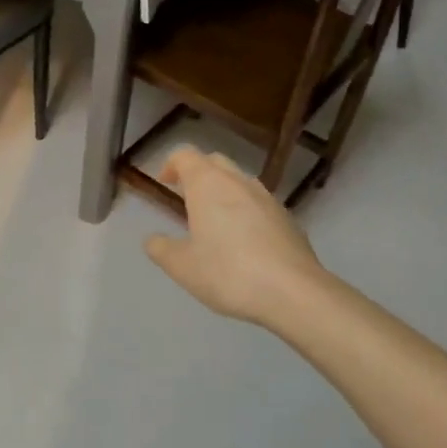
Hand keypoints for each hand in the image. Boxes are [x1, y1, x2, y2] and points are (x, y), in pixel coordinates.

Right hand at [144, 148, 329, 326]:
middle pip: (214, 161)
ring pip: (239, 180)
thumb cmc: (228, 273)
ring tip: (214, 220)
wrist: (293, 292)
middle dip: (197, 173)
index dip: (170, 164)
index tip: (164, 184)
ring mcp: (266, 197)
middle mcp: (237, 181)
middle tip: (186, 198)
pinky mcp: (287, 217)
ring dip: (223, 190)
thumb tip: (153, 239)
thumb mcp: (182, 267)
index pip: (185, 155)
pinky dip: (245, 209)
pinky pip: (258, 202)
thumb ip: (161, 249)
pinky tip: (244, 240)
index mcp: (207, 184)